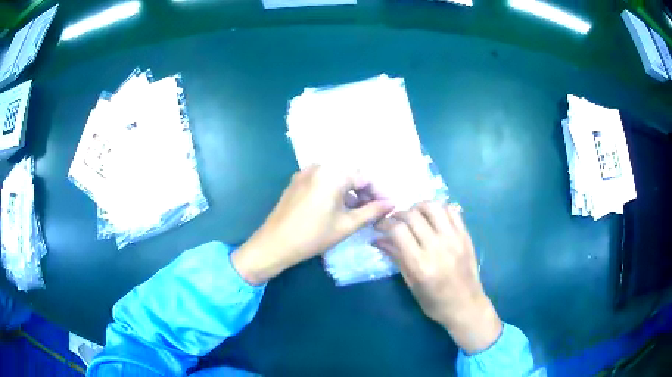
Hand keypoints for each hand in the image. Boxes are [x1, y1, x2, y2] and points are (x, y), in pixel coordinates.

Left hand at [232, 165, 393, 285]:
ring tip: (359, 212)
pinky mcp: (297, 181)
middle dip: (365, 191)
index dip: (379, 192)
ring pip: (336, 178)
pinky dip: (335, 191)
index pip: (365, 177)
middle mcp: (319, 166)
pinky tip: (339, 208)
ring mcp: (305, 173)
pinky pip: (323, 181)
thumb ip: (372, 211)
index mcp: (332, 173)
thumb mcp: (346, 225)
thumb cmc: (313, 236)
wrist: (274, 244)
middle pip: (350, 175)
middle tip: (375, 211)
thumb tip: (391, 204)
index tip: (388, 207)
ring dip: (350, 192)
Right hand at [375, 202, 501, 354]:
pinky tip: (433, 217)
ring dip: (418, 207)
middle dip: (398, 214)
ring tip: (413, 215)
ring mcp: (454, 239)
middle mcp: (437, 247)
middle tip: (394, 221)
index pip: (398, 231)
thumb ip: (396, 258)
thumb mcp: (411, 284)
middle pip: (413, 215)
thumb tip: (378, 240)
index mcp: (420, 264)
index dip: (385, 223)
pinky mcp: (465, 235)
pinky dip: (439, 208)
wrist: (466, 306)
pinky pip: (452, 210)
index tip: (380, 226)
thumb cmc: (434, 302)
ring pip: (433, 207)